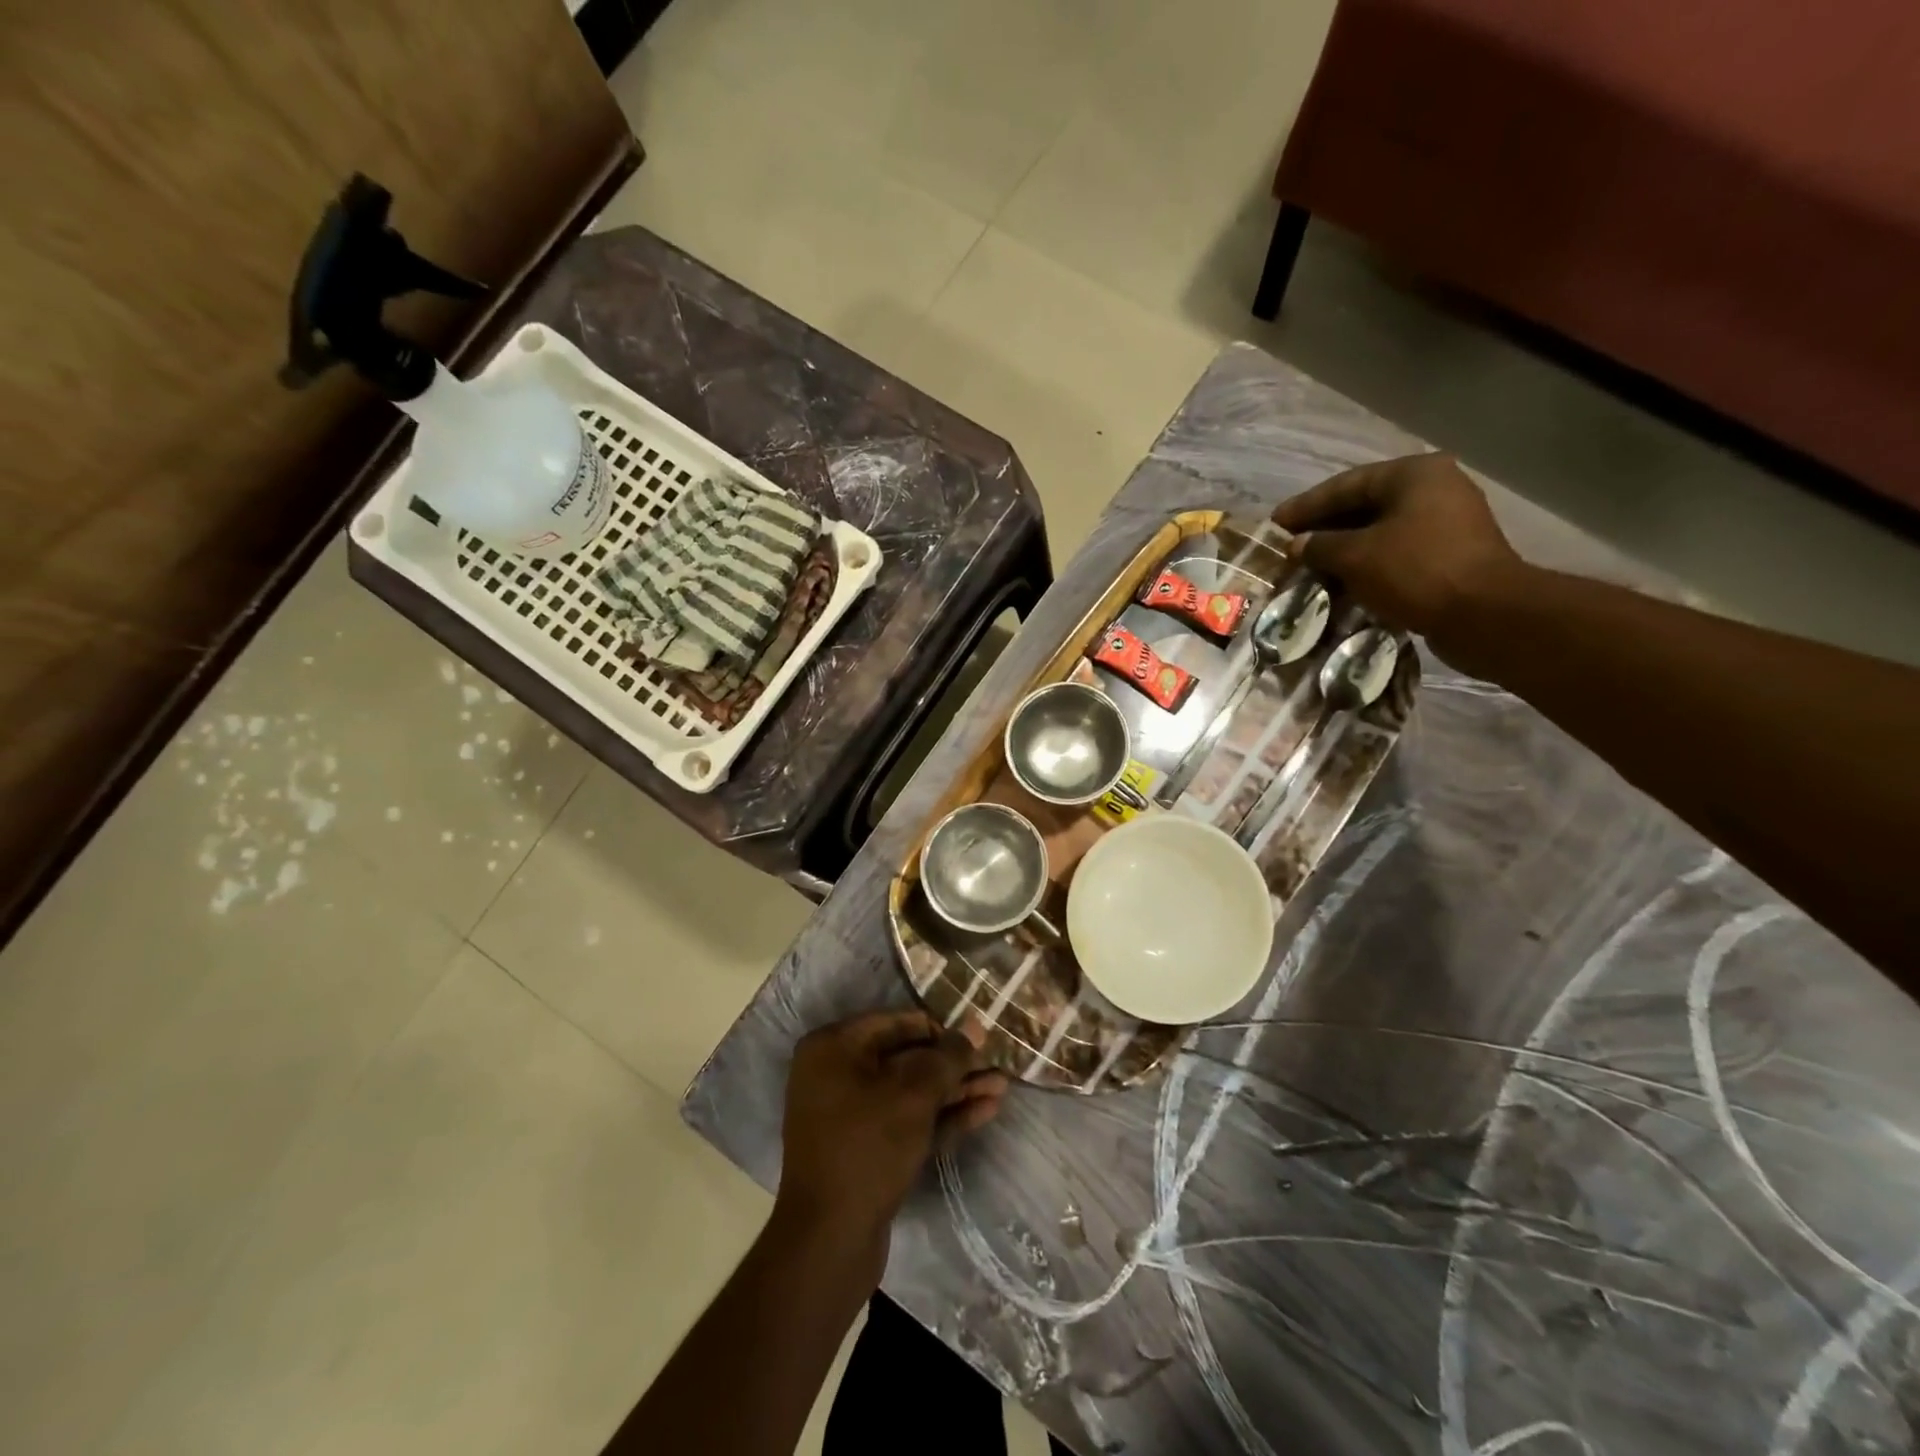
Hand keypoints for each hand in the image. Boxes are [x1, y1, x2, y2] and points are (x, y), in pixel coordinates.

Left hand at [775, 1011, 1007, 1255]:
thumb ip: (947, 1057)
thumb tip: (974, 1026)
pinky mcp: (866, 1148)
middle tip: (997, 1063)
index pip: (895, 1022)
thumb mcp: (913, 1094)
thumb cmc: (868, 1147)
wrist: (829, 1240)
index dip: (939, 1028)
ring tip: (1002, 1087)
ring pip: (910, 1092)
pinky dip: (942, 1116)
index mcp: (833, 1047)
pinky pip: (906, 1120)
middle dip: (953, 1064)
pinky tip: (985, 1111)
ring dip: (955, 1090)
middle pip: (905, 1057)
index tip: (977, 1036)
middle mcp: (836, 1073)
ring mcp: (850, 1113)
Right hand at [1269, 454, 1523, 639]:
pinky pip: (1395, 554)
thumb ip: (1320, 546)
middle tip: (1289, 548)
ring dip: (1343, 551)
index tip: (1274, 524)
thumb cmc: (1416, 571)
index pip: (1345, 485)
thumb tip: (1297, 545)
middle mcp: (1434, 489)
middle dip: (1324, 529)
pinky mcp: (1450, 555)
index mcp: (1414, 475)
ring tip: (1308, 569)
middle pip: (1364, 506)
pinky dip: (1366, 566)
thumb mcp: (1356, 556)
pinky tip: (1341, 584)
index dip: (1305, 506)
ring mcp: (1446, 523)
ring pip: (1379, 532)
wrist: (1484, 615)